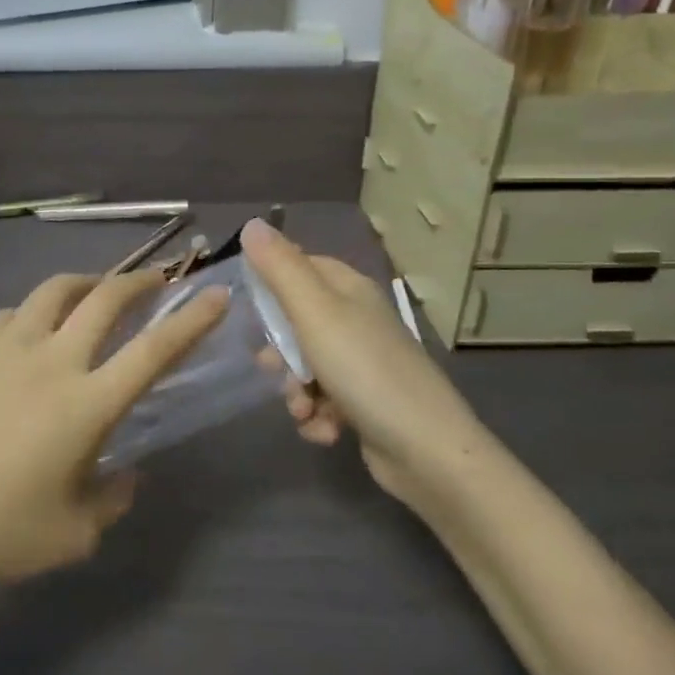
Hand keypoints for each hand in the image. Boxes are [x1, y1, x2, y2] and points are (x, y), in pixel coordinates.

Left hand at [0, 270, 227, 592]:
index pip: (153, 351)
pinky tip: (31, 330)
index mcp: (87, 404)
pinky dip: (33, 312)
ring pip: (54, 290)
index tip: (216, 296)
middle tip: (155, 282)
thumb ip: (113, 498)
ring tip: (95, 291)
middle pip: (105, 300)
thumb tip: (126, 473)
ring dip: (86, 283)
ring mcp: (6, 347)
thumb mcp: (75, 534)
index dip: (191, 320)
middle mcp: (52, 361)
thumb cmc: (1, 533)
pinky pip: (11, 313)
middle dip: (139, 283)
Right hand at [242, 218, 459, 501]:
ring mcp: (364, 363)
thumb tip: (252, 224)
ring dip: (296, 391)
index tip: (248, 308)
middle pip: (298, 321)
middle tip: (271, 367)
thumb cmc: (364, 370)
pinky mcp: (366, 403)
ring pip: (307, 366)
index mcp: (349, 290)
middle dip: (280, 350)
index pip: (300, 266)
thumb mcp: (314, 312)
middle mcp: (358, 321)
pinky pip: (324, 401)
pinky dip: (318, 417)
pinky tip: (324, 431)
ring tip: (303, 409)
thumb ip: (280, 268)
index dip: (271, 284)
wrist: (426, 450)